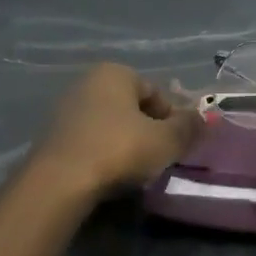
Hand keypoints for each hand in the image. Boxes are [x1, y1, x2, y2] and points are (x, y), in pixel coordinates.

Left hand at [32, 63, 202, 197]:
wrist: (60, 182)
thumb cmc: (120, 149)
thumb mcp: (167, 140)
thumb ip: (189, 127)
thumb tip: (203, 119)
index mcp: (115, 73)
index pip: (156, 92)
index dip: (173, 118)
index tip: (178, 143)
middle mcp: (87, 82)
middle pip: (132, 107)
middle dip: (149, 129)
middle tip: (159, 156)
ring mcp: (65, 109)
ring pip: (110, 124)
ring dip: (126, 142)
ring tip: (135, 169)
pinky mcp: (51, 136)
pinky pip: (90, 140)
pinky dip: (103, 153)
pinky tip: (109, 174)